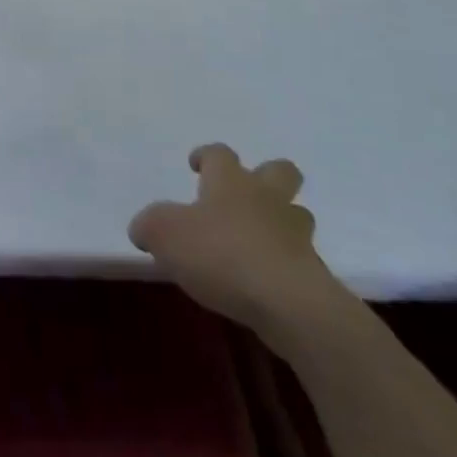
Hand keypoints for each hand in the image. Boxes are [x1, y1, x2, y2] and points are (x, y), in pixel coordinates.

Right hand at [129, 144, 343, 341]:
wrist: (287, 303)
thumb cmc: (219, 253)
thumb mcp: (163, 234)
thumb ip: (149, 226)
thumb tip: (144, 229)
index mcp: (230, 182)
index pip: (219, 154)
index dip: (206, 156)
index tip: (196, 165)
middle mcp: (266, 199)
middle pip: (280, 171)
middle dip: (265, 176)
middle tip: (243, 194)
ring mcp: (295, 235)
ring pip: (295, 215)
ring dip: (279, 222)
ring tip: (255, 241)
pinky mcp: (313, 273)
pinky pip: (298, 258)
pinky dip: (282, 263)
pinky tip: (261, 281)